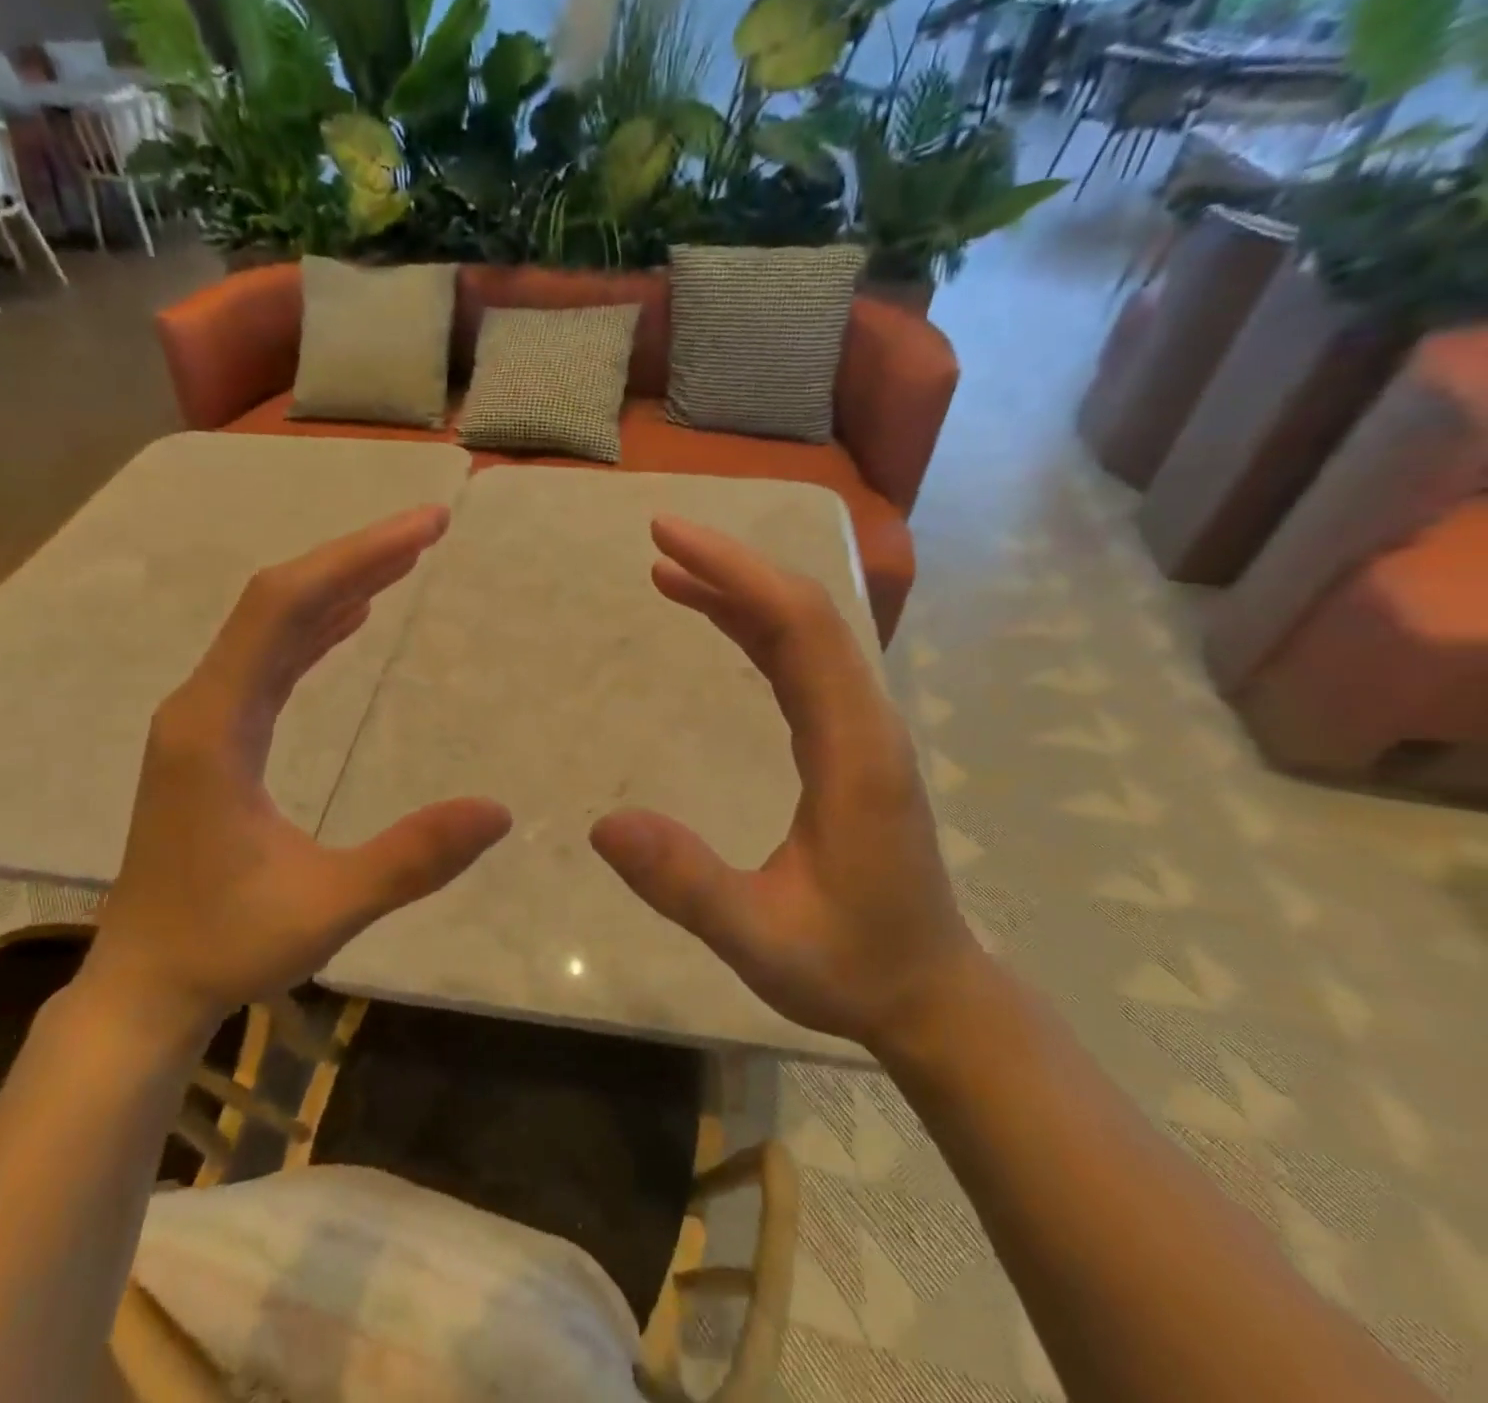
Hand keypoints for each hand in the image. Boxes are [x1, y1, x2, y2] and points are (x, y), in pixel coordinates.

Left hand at [82, 505, 512, 1047]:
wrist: (145, 987)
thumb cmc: (226, 947)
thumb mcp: (328, 907)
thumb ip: (412, 859)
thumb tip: (499, 811)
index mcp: (215, 725)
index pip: (286, 607)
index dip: (357, 558)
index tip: (425, 529)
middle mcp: (202, 705)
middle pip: (279, 602)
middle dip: (356, 558)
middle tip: (429, 530)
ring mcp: (203, 720)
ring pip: (272, 628)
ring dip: (337, 587)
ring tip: (402, 560)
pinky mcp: (213, 739)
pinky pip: (268, 662)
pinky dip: (314, 630)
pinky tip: (350, 619)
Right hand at [590, 517, 980, 1053]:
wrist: (929, 994)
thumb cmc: (850, 968)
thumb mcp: (759, 939)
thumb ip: (685, 884)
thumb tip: (603, 823)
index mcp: (853, 751)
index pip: (799, 628)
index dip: (735, 573)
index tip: (667, 541)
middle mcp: (865, 722)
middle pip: (804, 614)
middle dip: (731, 567)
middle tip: (658, 540)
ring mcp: (860, 729)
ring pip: (803, 634)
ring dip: (740, 593)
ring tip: (669, 572)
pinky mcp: (848, 743)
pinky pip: (799, 664)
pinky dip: (753, 630)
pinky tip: (715, 622)